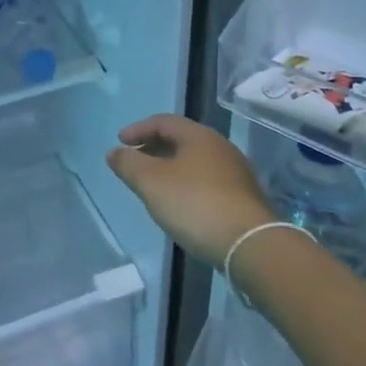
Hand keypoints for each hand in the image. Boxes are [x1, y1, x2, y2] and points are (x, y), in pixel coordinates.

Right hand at [106, 115, 274, 265]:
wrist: (250, 244)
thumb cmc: (195, 204)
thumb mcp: (151, 182)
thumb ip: (129, 164)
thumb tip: (114, 152)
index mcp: (199, 136)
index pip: (164, 121)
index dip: (139, 129)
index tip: (120, 142)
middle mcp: (221, 148)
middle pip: (181, 140)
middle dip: (154, 148)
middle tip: (135, 162)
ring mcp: (236, 174)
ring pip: (195, 162)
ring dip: (171, 168)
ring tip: (154, 186)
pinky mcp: (243, 199)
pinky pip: (207, 182)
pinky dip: (187, 185)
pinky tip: (180, 205)